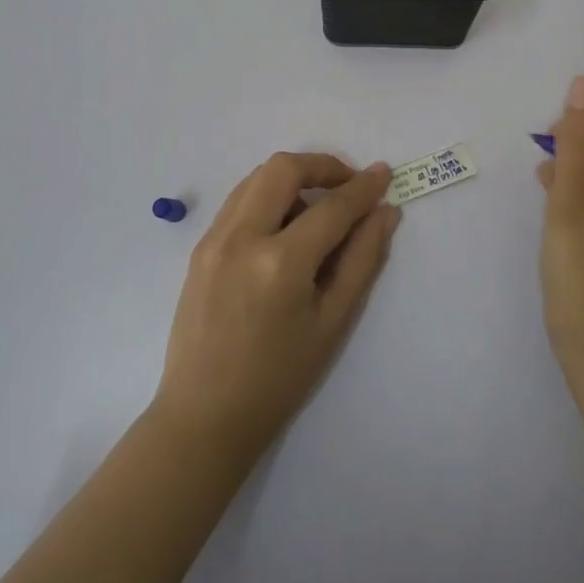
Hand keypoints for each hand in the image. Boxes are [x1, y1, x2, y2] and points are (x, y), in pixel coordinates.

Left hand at [153, 152, 400, 463]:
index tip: (384, 174)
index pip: (331, 207)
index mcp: (280, 263)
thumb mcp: (332, 323)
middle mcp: (241, 238)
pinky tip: (284, 229)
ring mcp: (213, 239)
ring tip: (317, 211)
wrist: (204, 416)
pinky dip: (267, 197)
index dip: (363, 188)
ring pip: (256, 177)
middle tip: (348, 186)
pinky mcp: (199, 247)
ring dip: (292, 179)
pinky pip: (238, 200)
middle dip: (322, 166)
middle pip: (283, 168)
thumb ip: (362, 260)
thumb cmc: (278, 379)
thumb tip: (385, 213)